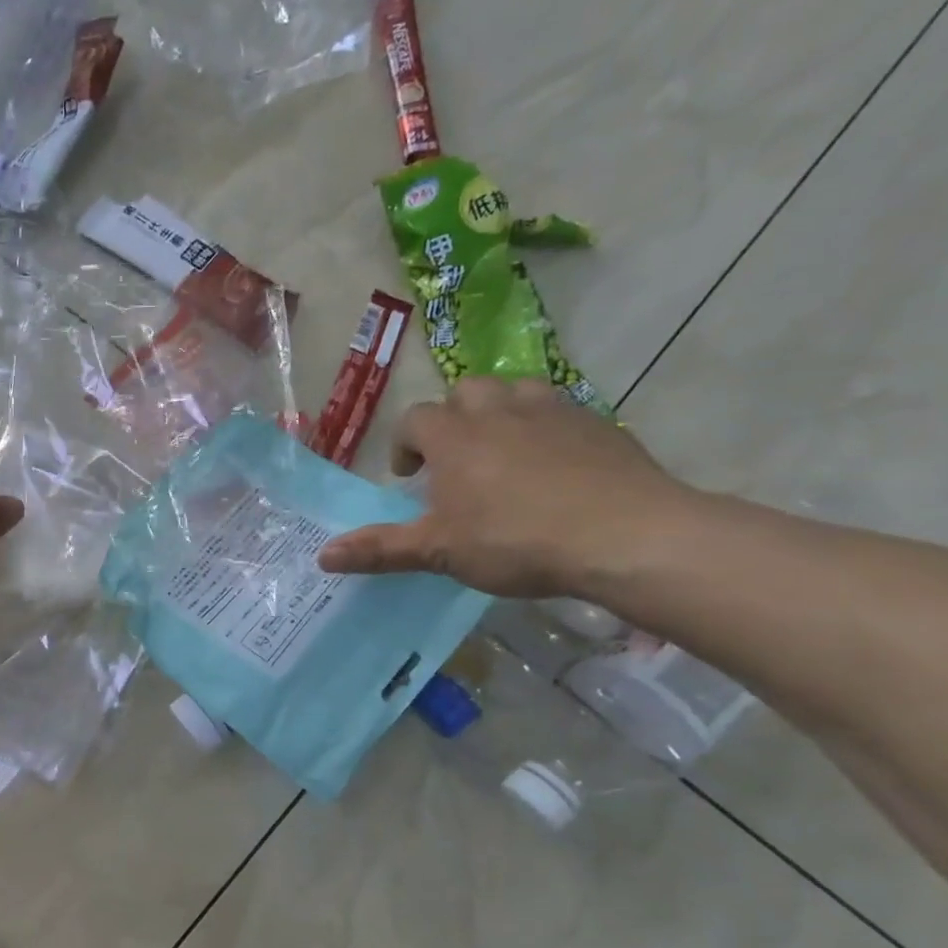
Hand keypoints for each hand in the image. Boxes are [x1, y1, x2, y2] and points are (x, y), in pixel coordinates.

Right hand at [317, 378, 693, 596]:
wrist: (625, 534)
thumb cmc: (515, 540)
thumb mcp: (439, 551)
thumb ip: (381, 549)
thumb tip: (322, 556)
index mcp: (454, 437)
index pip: (415, 419)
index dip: (405, 445)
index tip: (410, 477)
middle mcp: (499, 410)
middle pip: (465, 392)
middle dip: (453, 419)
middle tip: (456, 461)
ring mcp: (553, 411)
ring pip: (515, 391)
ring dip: (500, 413)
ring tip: (503, 454)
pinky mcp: (599, 423)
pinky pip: (560, 411)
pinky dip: (546, 428)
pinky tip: (555, 467)